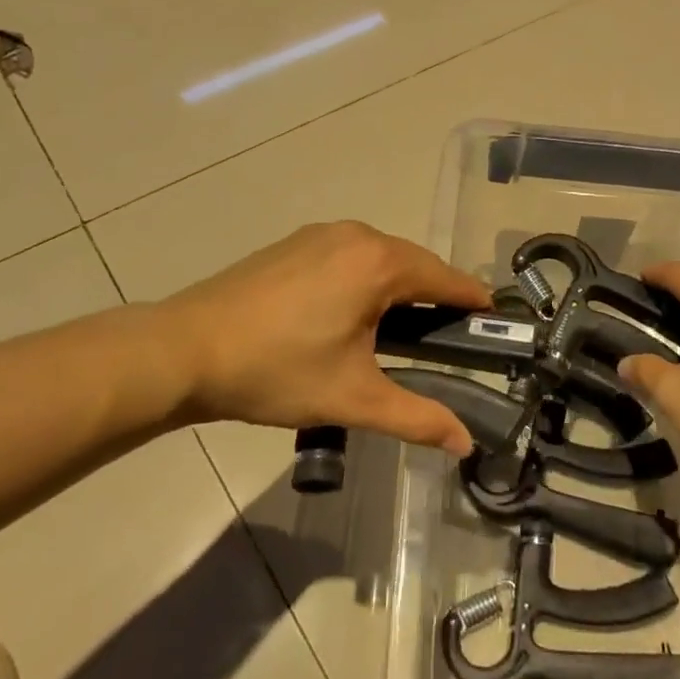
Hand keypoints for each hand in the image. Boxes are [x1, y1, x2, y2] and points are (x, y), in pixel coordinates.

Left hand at [163, 221, 489, 452]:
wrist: (184, 350)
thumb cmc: (277, 371)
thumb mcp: (353, 398)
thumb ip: (416, 417)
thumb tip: (465, 443)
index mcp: (379, 263)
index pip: (446, 278)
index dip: (474, 300)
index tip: (495, 321)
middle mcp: (356, 235)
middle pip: (414, 263)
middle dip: (436, 295)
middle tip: (450, 336)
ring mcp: (320, 234)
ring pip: (380, 257)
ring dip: (399, 286)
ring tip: (403, 329)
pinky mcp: (293, 244)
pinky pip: (349, 255)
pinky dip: (365, 279)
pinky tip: (353, 312)